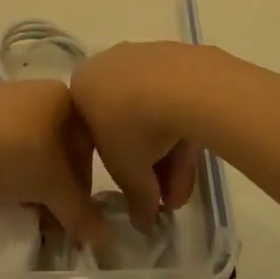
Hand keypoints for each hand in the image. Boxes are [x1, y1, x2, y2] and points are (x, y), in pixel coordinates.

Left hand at [0, 79, 102, 243]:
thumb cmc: (14, 151)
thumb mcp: (51, 187)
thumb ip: (79, 212)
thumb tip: (106, 241)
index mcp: (64, 96)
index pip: (89, 142)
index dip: (84, 181)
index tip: (73, 208)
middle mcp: (39, 89)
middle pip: (60, 143)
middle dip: (57, 180)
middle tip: (49, 210)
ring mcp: (6, 95)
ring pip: (33, 141)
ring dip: (34, 174)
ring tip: (22, 200)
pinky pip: (6, 136)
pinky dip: (9, 161)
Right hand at [70, 42, 209, 232]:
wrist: (179, 84)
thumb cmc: (132, 127)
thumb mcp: (126, 173)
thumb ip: (133, 198)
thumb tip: (142, 222)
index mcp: (82, 85)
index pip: (93, 131)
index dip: (116, 165)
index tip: (135, 186)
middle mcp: (108, 64)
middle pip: (127, 123)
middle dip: (149, 166)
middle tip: (165, 198)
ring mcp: (144, 57)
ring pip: (153, 112)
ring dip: (169, 156)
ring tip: (185, 192)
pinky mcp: (176, 57)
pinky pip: (174, 97)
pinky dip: (182, 128)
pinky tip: (197, 158)